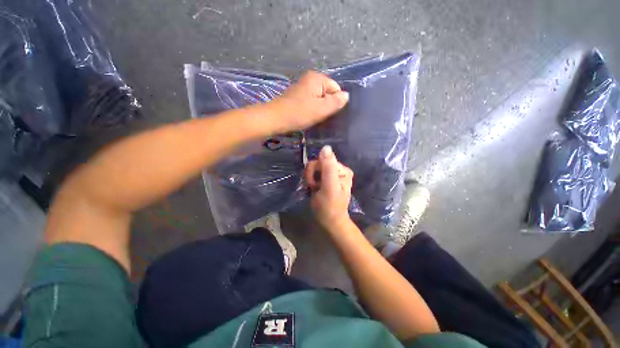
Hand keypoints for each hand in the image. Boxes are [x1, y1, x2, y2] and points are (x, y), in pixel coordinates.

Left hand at [270, 71, 348, 132]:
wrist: (276, 118)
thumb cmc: (299, 113)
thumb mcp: (321, 109)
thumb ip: (336, 102)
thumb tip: (347, 96)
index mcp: (317, 78)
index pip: (336, 89)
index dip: (335, 102)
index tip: (328, 113)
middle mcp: (310, 78)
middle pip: (327, 93)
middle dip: (327, 105)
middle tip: (321, 116)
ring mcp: (303, 87)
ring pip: (319, 98)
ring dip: (319, 108)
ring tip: (314, 117)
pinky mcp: (297, 96)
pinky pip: (311, 101)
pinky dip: (312, 109)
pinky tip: (308, 116)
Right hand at [305, 146, 353, 228]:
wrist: (329, 222)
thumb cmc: (329, 206)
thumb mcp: (329, 186)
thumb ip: (328, 167)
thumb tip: (326, 147)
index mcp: (342, 169)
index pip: (322, 159)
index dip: (314, 170)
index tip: (315, 183)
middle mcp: (338, 170)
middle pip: (317, 163)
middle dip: (312, 175)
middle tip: (313, 187)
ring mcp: (331, 175)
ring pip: (313, 169)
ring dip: (310, 179)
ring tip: (314, 190)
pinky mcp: (325, 180)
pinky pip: (313, 174)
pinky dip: (311, 182)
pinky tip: (313, 189)